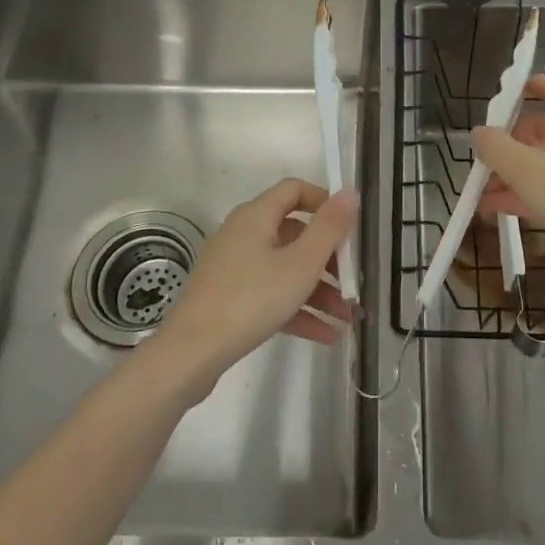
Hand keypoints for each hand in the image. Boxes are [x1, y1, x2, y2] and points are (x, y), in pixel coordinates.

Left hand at [149, 179, 360, 397]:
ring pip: (285, 269)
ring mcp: (234, 267)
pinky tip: (326, 335)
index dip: (324, 202)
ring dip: (319, 291)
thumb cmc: (251, 299)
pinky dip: (297, 309)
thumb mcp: (300, 264)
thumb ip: (329, 228)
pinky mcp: (230, 298)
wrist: (191, 353)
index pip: (294, 190)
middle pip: (294, 234)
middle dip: (329, 259)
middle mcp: (243, 234)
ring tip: (348, 318)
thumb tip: (350, 192)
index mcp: (256, 216)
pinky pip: (271, 294)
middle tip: (353, 282)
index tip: (349, 227)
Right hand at [472, 75, 544, 263]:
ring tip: (490, 197)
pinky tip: (514, 213)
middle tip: (491, 160)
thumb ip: (495, 147)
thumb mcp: (523, 170)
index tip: (511, 96)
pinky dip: (543, 192)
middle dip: (516, 144)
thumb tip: (480, 132)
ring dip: (523, 175)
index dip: (534, 86)